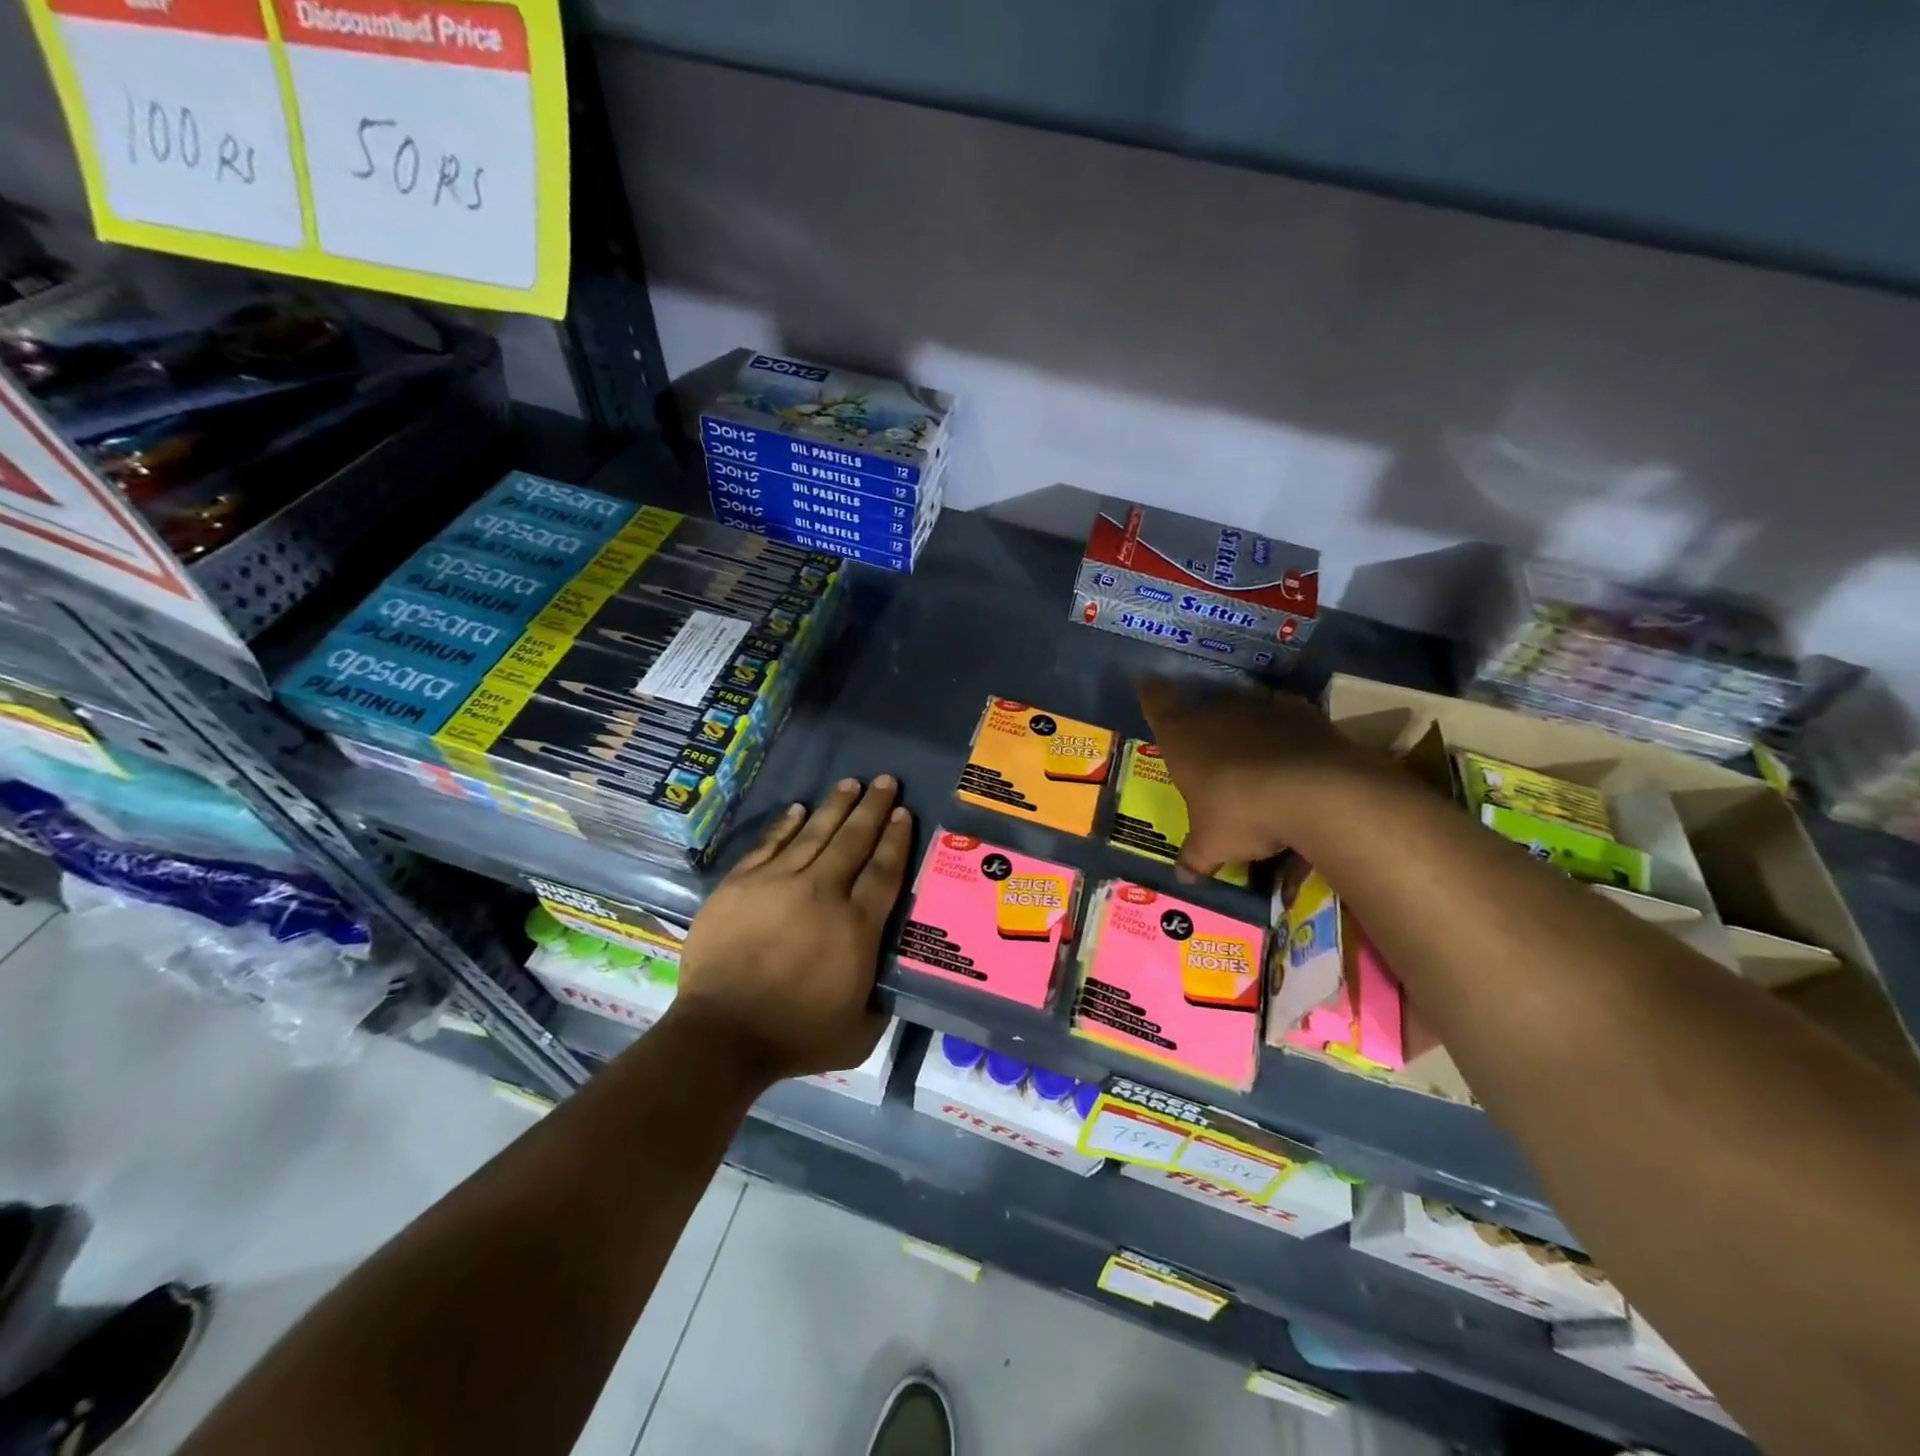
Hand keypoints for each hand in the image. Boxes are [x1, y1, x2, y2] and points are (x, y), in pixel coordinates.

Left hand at [670, 776, 912, 1081]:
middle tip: (886, 781)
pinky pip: (770, 844)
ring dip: (836, 806)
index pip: (883, 870)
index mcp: (856, 927)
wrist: (721, 1035)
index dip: (896, 838)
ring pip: (814, 833)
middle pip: (853, 840)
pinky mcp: (740, 884)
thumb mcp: (859, 1032)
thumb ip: (881, 1000)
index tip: (903, 813)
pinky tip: (799, 808)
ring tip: (851, 782)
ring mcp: (777, 883)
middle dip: (873, 808)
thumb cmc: (795, 1036)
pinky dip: (787, 825)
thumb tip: (889, 977)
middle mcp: (822, 893)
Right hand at [1138, 678, 1388, 876]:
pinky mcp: (1300, 713)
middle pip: (1201, 707)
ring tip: (1249, 746)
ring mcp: (1259, 710)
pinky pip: (1283, 715)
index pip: (1157, 704)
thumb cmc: (1242, 814)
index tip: (1146, 681)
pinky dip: (1283, 728)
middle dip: (1201, 720)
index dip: (1151, 693)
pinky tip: (1289, 746)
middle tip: (1204, 739)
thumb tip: (1183, 878)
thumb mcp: (1212, 844)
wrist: (1313, 793)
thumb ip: (1196, 857)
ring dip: (1243, 724)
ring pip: (1242, 708)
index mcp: (1182, 740)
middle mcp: (1216, 715)